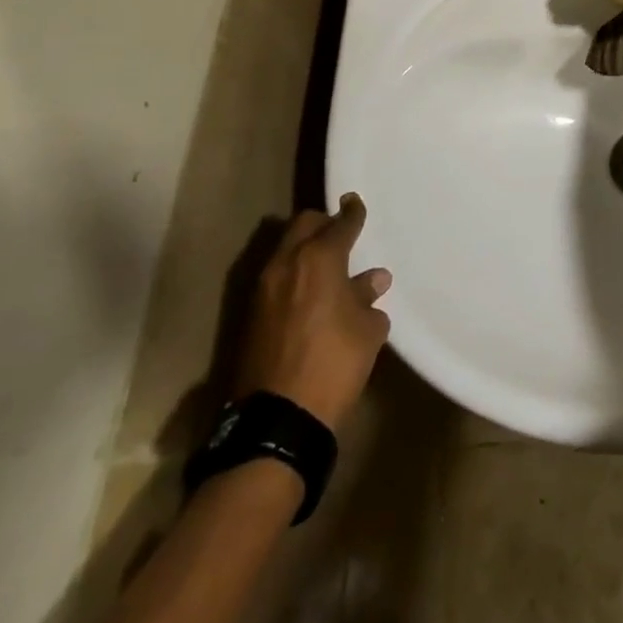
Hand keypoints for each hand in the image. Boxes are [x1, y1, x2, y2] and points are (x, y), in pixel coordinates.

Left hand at [236, 193, 391, 429]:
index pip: (340, 224)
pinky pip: (276, 276)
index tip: (356, 203)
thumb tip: (372, 281)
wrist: (277, 419)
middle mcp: (286, 264)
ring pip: (285, 249)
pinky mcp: (250, 314)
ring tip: (327, 264)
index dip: (352, 212)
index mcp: (319, 259)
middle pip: (302, 225)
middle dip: (322, 223)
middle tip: (341, 233)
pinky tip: (311, 291)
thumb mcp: (367, 330)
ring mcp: (262, 288)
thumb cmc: (334, 364)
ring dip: (305, 249)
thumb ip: (368, 298)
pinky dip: (293, 273)